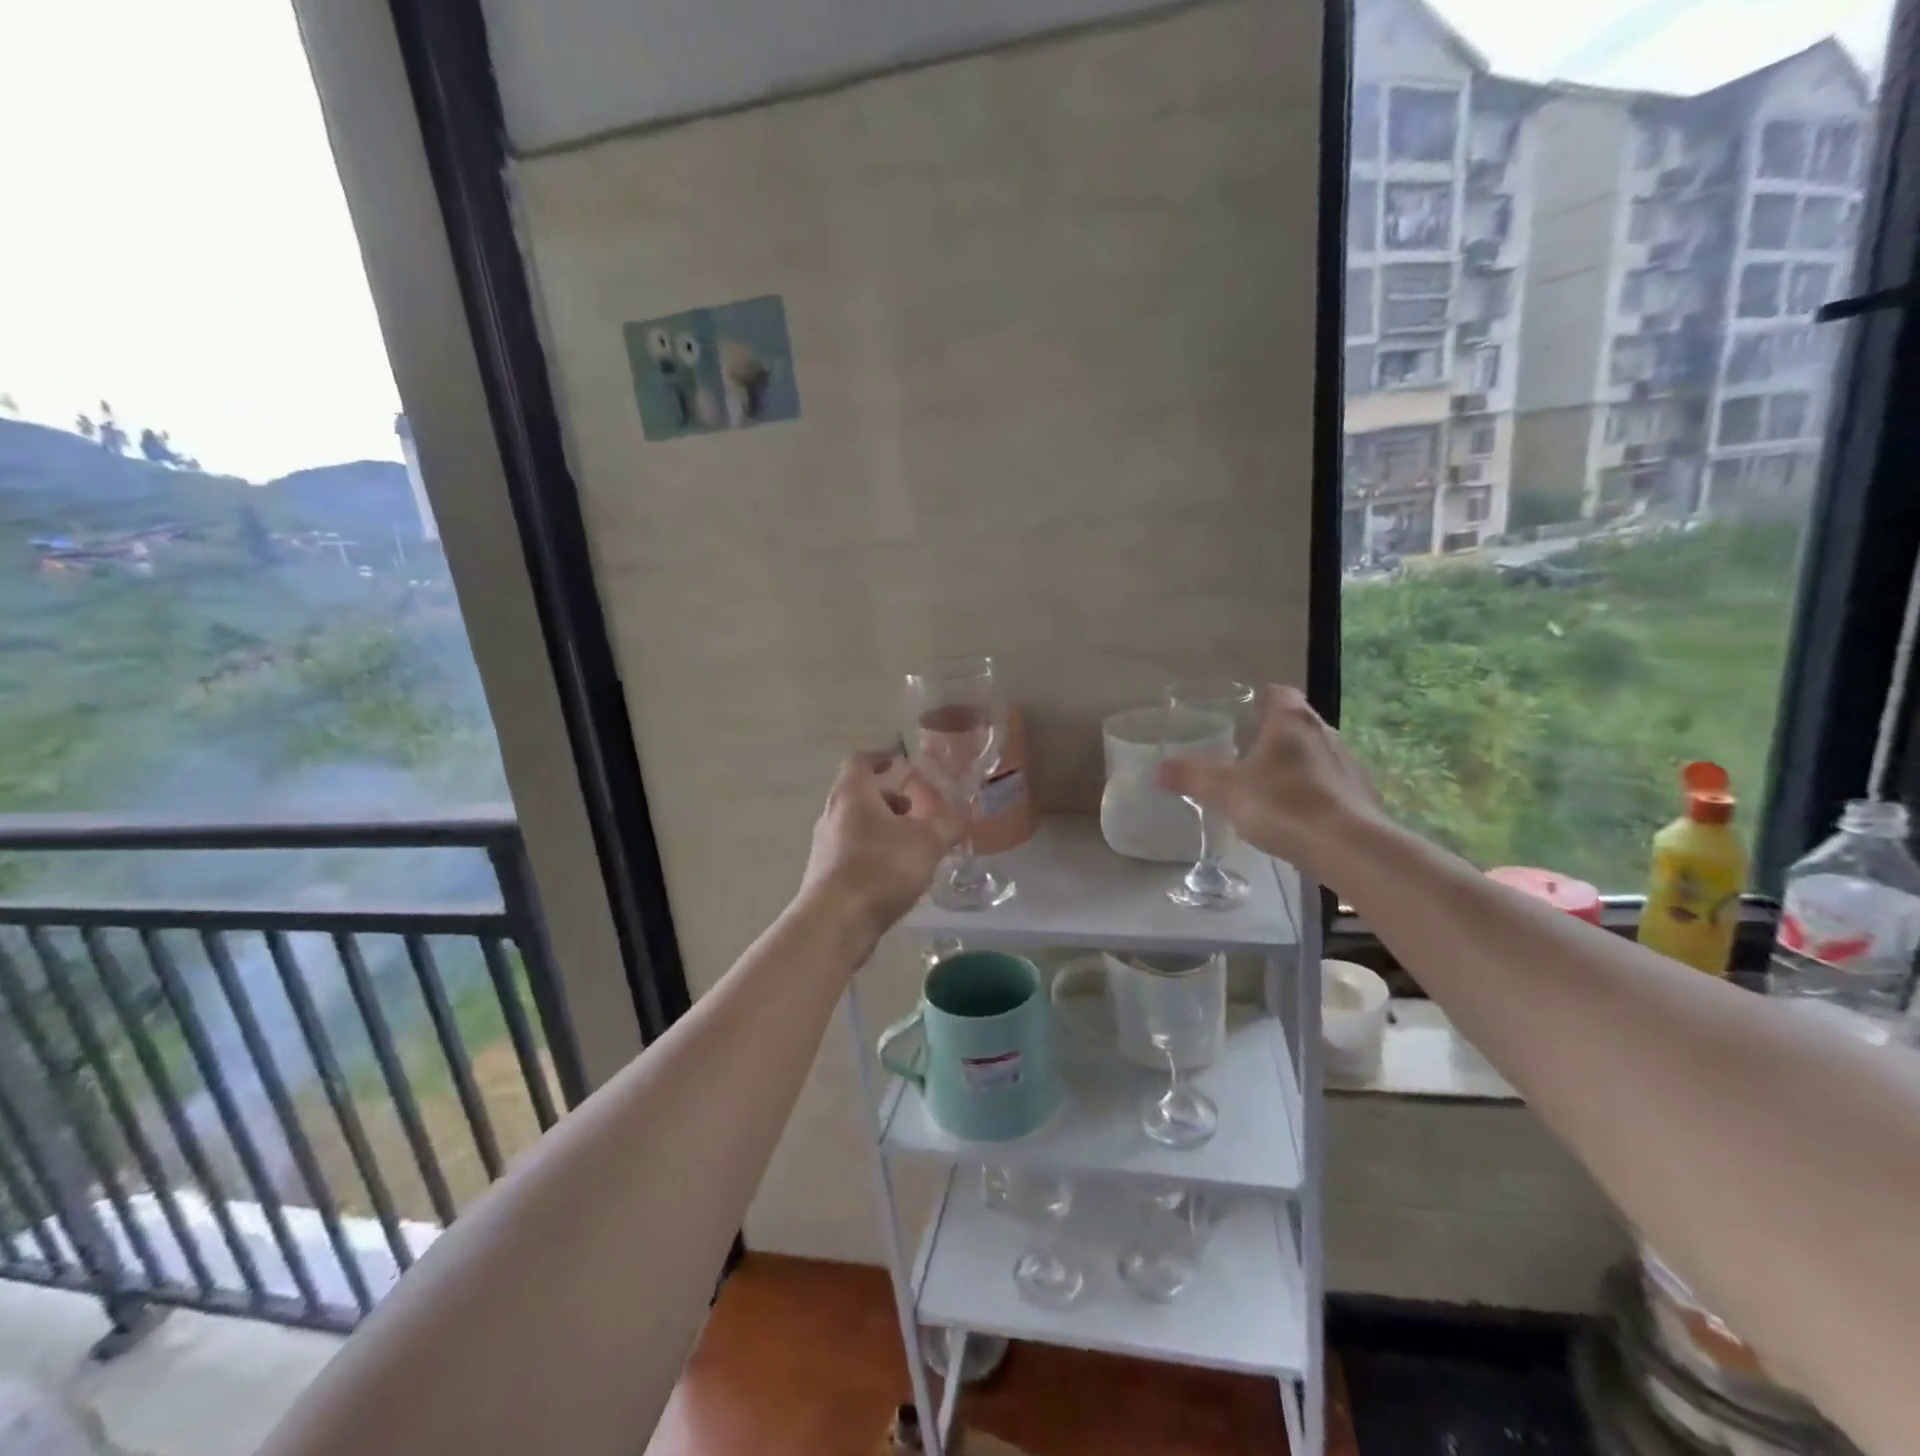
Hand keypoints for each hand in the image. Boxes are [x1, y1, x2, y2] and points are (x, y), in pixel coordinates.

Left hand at [801, 753, 963, 947]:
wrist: (836, 921)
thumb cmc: (881, 868)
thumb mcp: (927, 843)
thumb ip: (948, 827)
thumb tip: (963, 819)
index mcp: (853, 794)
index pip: (860, 761)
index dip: (880, 757)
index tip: (900, 762)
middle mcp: (832, 814)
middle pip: (859, 795)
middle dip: (888, 800)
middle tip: (915, 811)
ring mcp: (824, 846)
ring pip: (855, 826)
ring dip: (882, 829)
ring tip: (912, 846)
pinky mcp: (824, 875)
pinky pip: (851, 853)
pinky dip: (873, 854)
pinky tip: (895, 875)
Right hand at [1155, 685, 1387, 883]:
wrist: (1348, 848)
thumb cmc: (1283, 805)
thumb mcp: (1224, 791)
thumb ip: (1190, 777)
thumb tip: (1157, 770)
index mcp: (1292, 720)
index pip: (1277, 692)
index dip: (1257, 700)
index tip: (1237, 716)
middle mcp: (1324, 731)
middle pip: (1295, 722)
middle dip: (1270, 734)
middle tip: (1241, 754)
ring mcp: (1348, 763)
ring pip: (1314, 753)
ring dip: (1293, 764)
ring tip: (1266, 787)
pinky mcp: (1361, 794)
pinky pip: (1330, 783)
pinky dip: (1312, 791)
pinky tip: (1295, 815)